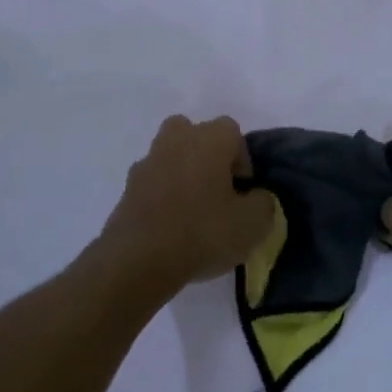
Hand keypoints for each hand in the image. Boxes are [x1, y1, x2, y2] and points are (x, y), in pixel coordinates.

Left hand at [99, 115, 275, 297]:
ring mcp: (148, 161)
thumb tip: (255, 197)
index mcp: (210, 138)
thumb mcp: (254, 223)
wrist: (139, 259)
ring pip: (170, 155)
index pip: (233, 132)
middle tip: (217, 190)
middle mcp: (177, 139)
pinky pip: (152, 182)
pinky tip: (169, 225)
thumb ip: (263, 202)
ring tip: (192, 211)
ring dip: (182, 173)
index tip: (243, 191)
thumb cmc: (203, 232)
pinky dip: (161, 195)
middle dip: (207, 156)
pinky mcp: (127, 187)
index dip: (242, 160)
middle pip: (195, 134)